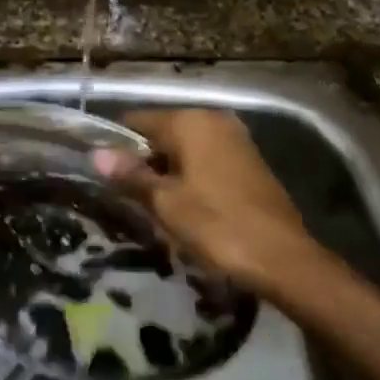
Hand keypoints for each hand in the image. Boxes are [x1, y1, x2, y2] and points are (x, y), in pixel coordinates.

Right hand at [94, 109, 317, 299]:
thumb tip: (96, 154)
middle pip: (162, 135)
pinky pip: (205, 162)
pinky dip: (190, 179)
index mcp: (191, 122)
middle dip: (144, 163)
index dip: (117, 146)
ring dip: (167, 175)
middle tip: (129, 200)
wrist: (282, 258)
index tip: (104, 176)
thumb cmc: (217, 225)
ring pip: (184, 151)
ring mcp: (235, 140)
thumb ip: (131, 175)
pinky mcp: (249, 162)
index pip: (137, 121)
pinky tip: (186, 210)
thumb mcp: (165, 203)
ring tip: (155, 210)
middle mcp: (214, 121)